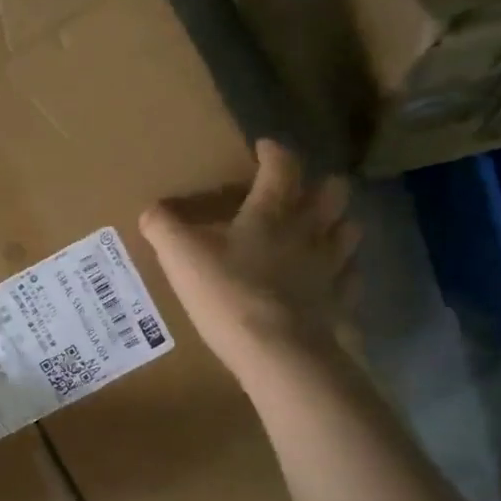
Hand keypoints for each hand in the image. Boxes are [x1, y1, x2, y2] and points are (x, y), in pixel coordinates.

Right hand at [139, 140, 360, 381]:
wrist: (278, 354)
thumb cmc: (228, 294)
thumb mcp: (181, 257)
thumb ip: (163, 228)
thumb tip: (150, 210)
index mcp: (271, 212)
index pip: (282, 167)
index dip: (274, 152)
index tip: (264, 147)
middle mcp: (309, 231)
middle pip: (332, 193)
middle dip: (319, 185)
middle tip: (300, 192)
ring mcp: (331, 268)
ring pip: (349, 231)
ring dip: (337, 225)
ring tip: (319, 231)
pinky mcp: (340, 303)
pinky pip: (350, 278)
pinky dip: (342, 273)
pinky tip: (328, 279)